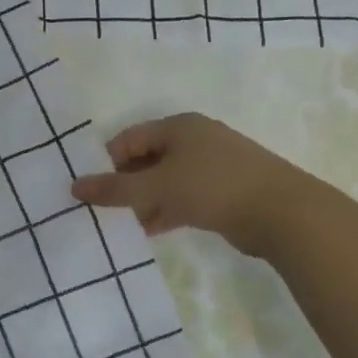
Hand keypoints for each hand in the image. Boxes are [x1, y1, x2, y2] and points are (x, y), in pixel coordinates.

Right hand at [69, 112, 318, 255]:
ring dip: (144, 200)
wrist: (282, 213)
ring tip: (122, 224)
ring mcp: (212, 166)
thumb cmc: (214, 187)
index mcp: (179, 127)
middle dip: (125, 183)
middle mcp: (195, 140)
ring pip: (165, 181)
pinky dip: (165, 210)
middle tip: (104, 208)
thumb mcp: (157, 187)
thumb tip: (74, 186)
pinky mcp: (224, 192)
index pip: (129, 139)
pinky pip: (183, 197)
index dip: (107, 162)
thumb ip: (115, 189)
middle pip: (147, 159)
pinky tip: (150, 230)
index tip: (91, 189)